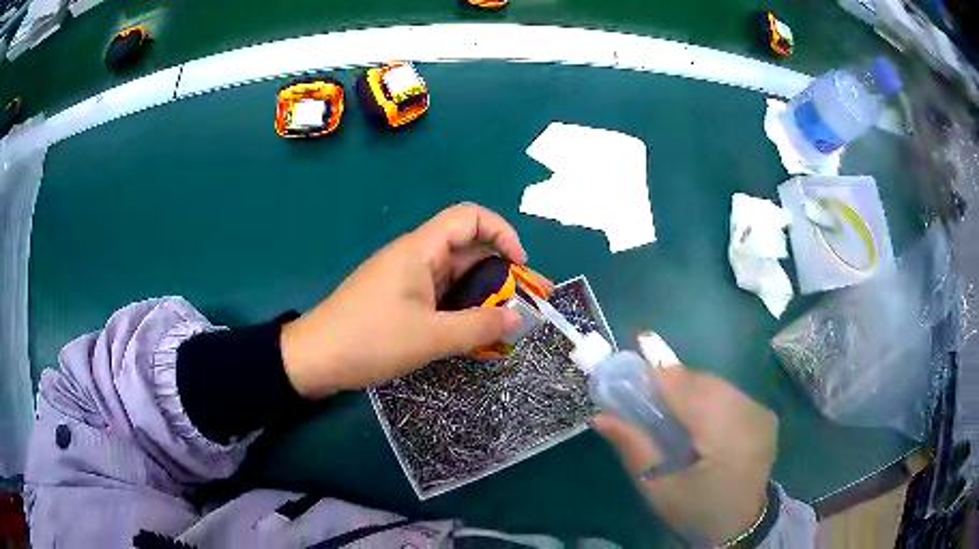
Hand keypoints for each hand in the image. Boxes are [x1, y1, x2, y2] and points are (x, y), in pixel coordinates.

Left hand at [281, 203, 526, 398]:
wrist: (315, 358)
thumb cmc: (370, 340)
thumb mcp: (430, 337)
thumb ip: (479, 327)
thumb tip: (519, 319)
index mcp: (421, 250)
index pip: (470, 217)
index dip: (502, 233)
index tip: (520, 266)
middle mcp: (416, 257)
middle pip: (468, 250)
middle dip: (502, 274)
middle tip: (527, 306)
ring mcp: (406, 279)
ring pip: (455, 277)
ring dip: (483, 296)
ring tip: (507, 323)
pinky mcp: (399, 300)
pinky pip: (440, 296)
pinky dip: (461, 309)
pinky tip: (474, 333)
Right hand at [593, 366, 776, 544]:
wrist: (740, 525)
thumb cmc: (695, 512)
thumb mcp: (658, 489)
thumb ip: (634, 448)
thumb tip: (600, 417)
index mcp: (726, 438)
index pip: (689, 391)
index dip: (660, 376)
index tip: (631, 373)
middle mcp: (750, 416)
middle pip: (704, 383)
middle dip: (673, 383)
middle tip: (646, 395)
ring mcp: (762, 413)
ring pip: (718, 385)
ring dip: (691, 389)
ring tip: (670, 408)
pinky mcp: (766, 415)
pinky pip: (731, 394)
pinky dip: (709, 397)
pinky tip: (698, 417)